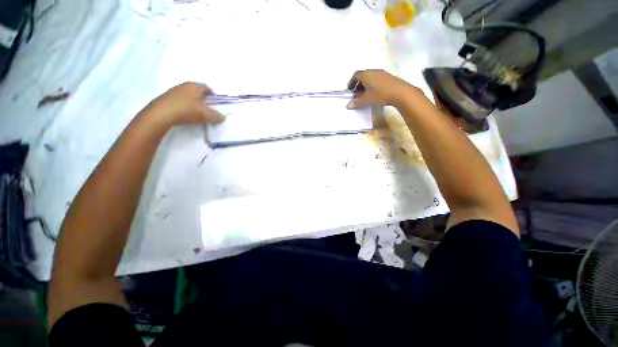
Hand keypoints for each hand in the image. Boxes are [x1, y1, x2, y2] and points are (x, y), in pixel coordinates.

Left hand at [145, 82, 224, 125]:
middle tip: (207, 109)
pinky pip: (180, 100)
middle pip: (197, 91)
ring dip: (194, 102)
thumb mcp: (205, 115)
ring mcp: (174, 91)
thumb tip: (223, 117)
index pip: (207, 87)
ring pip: (188, 95)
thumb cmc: (186, 110)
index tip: (216, 103)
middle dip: (204, 99)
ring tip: (197, 113)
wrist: (161, 114)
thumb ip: (216, 116)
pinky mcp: (166, 98)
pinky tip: (185, 114)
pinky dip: (185, 105)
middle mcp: (184, 85)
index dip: (213, 95)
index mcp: (194, 86)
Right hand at [346, 70, 418, 108]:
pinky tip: (375, 93)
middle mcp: (373, 71)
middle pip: (363, 75)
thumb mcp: (367, 100)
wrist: (400, 92)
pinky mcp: (388, 77)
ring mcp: (382, 73)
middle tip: (357, 94)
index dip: (351, 82)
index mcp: (366, 75)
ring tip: (366, 95)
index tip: (350, 90)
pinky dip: (373, 85)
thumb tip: (348, 105)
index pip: (355, 75)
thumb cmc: (381, 94)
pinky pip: (377, 79)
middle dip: (358, 84)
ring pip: (370, 77)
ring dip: (366, 85)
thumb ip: (356, 102)